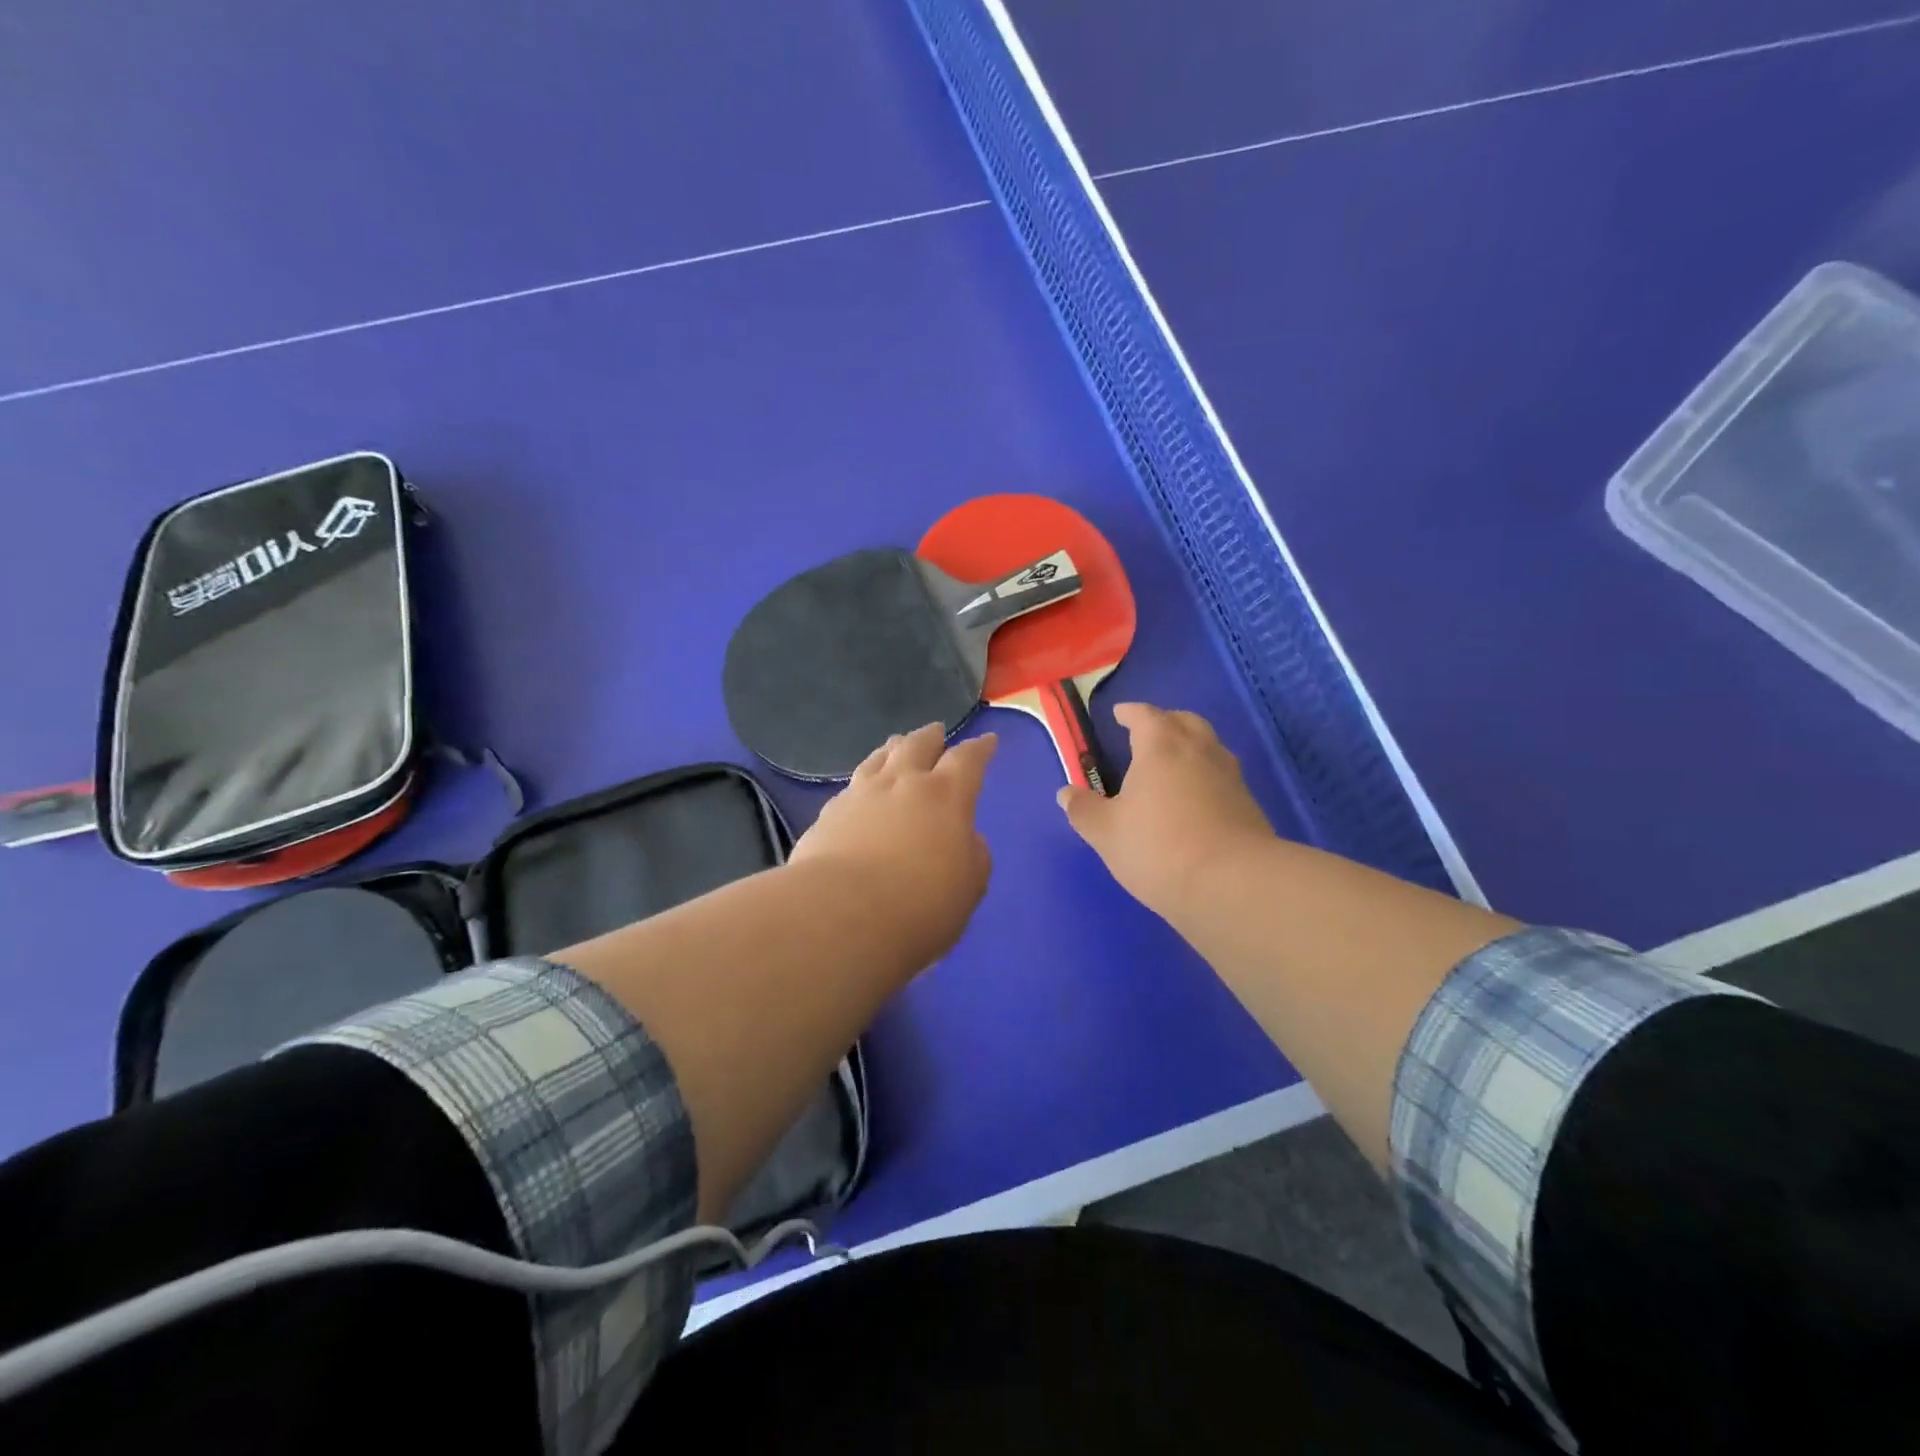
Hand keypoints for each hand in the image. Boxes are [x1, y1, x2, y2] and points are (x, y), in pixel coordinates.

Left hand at [790, 722, 996, 967]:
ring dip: (892, 749)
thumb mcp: (969, 886)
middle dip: (931, 737)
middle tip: (936, 731)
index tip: (987, 741)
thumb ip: (973, 855)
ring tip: (896, 745)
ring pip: (878, 759)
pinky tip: (859, 791)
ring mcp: (860, 795)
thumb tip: (965, 839)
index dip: (979, 749)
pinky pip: (851, 788)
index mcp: (945, 796)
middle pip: (917, 746)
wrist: (842, 914)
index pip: (967, 760)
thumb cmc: (920, 904)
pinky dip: (862, 783)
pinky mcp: (828, 815)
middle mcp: (902, 784)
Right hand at [1058, 703, 1274, 918]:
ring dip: (1190, 747)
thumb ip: (1084, 810)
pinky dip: (1206, 777)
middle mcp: (1200, 751)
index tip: (1120, 714)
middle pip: (1184, 722)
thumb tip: (1066, 793)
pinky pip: (1222, 776)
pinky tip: (1195, 801)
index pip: (1145, 716)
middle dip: (1165, 722)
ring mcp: (1230, 776)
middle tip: (1148, 734)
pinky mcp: (1249, 805)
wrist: (1233, 884)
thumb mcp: (1106, 833)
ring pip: (1209, 747)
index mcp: (1161, 747)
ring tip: (1172, 766)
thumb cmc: (1159, 848)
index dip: (1130, 712)